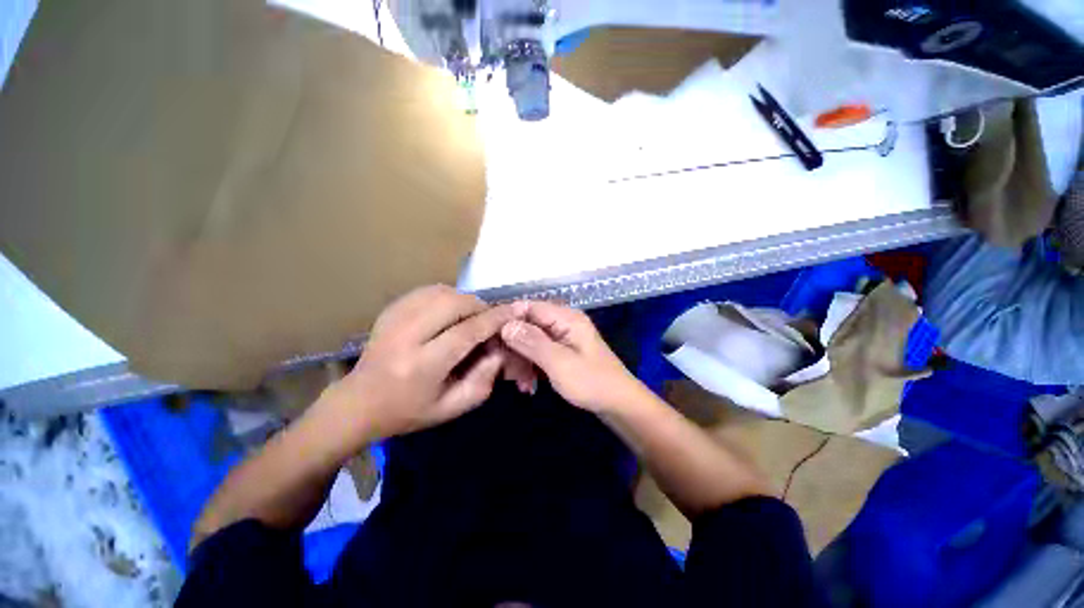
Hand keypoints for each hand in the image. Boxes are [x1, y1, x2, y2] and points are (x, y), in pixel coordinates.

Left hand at [323, 285, 528, 441]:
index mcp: (422, 366)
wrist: (359, 403)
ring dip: (464, 301)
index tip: (516, 309)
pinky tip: (450, 312)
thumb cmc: (410, 411)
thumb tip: (500, 348)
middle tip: (489, 319)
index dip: (495, 318)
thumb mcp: (453, 407)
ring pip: (442, 292)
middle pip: (454, 303)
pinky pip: (428, 291)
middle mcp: (405, 337)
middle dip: (480, 306)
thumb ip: (484, 380)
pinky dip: (448, 296)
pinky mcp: (390, 309)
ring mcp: (393, 319)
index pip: (467, 332)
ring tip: (470, 317)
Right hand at [500, 301, 644, 412]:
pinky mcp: (560, 351)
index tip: (490, 339)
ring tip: (521, 384)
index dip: (507, 320)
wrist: (618, 405)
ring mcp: (561, 337)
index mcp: (566, 317)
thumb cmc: (591, 382)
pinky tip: (528, 385)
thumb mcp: (559, 363)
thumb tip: (505, 324)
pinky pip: (538, 352)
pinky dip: (531, 366)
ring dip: (522, 361)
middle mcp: (562, 322)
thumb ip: (532, 342)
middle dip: (515, 347)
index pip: (528, 307)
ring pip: (530, 340)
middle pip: (527, 325)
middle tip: (508, 372)